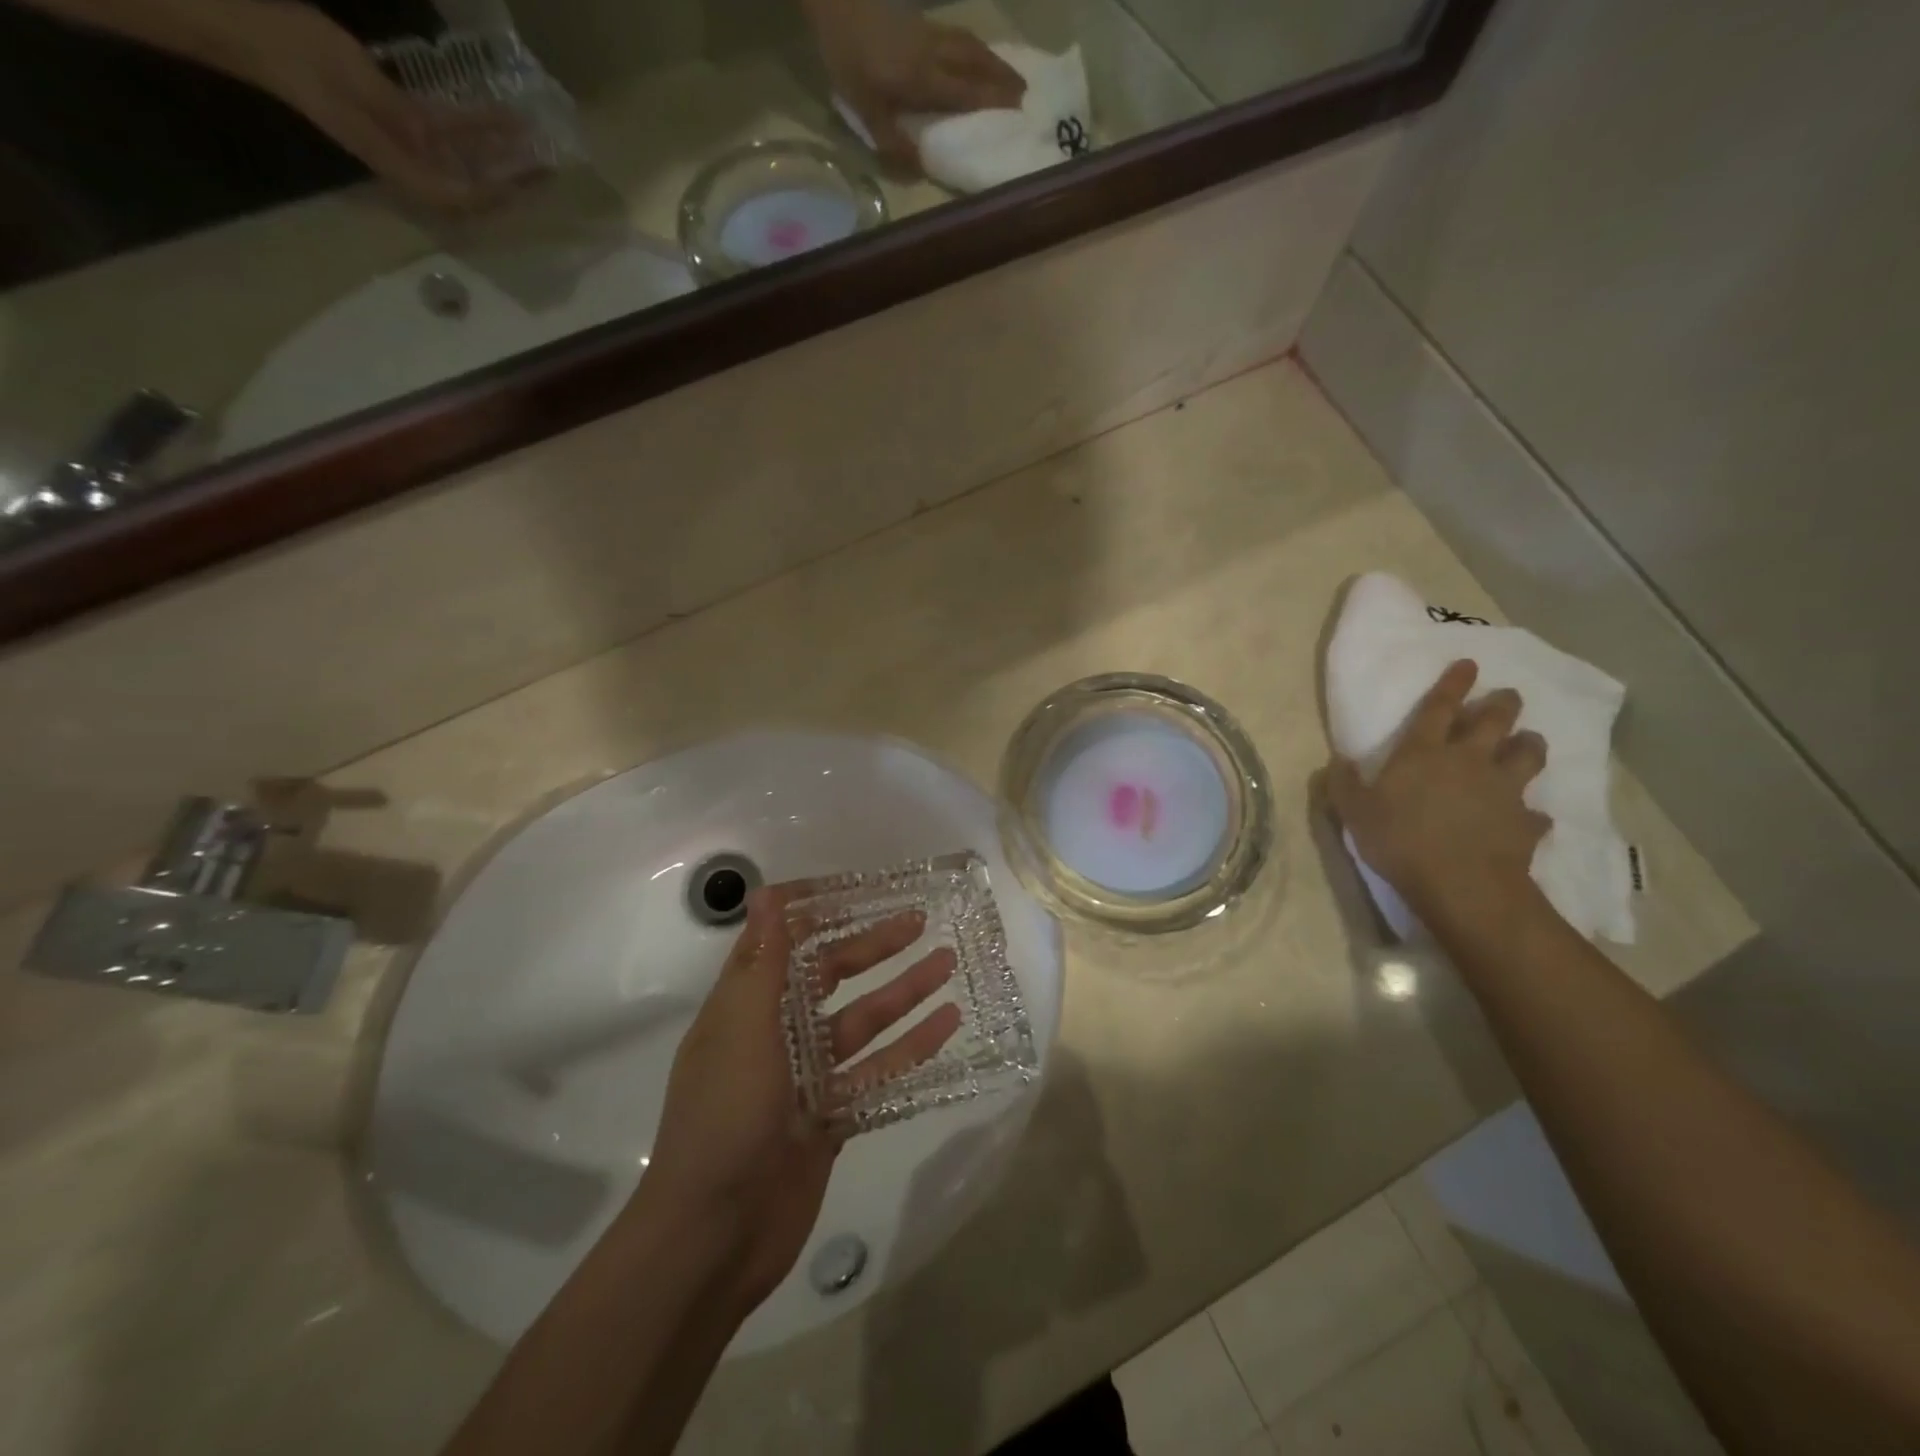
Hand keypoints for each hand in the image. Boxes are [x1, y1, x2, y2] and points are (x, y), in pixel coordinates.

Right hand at [232, 2, 534, 209]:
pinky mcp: (400, 118)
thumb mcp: (352, 79)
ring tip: (536, 143)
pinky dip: (476, 126)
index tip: (526, 186)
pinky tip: (502, 115)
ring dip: (500, 152)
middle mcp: (407, 160)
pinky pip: (448, 131)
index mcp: (395, 161)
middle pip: (471, 183)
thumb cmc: (295, 51)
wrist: (249, 27)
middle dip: (510, 180)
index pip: (458, 194)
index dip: (494, 195)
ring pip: (465, 156)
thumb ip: (398, 114)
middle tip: (548, 170)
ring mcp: (404, 140)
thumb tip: (433, 142)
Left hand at [639, 885, 960, 1311]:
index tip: (861, 888)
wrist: (715, 1236)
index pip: (783, 942)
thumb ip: (765, 963)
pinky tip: (948, 1026)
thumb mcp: (743, 1029)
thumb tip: (764, 893)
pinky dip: (911, 1048)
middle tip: (921, 920)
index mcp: (746, 1006)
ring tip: (948, 963)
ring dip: (904, 993)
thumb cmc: (724, 1116)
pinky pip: (879, 1072)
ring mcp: (807, 1078)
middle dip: (874, 947)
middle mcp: (777, 1034)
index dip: (818, 912)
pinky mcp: (833, 1117)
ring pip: (864, 1022)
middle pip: (832, 977)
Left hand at [803, 0, 1025, 164]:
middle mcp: (933, 54)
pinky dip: (975, 47)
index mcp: (923, 79)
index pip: (966, 93)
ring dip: (993, 60)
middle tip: (1025, 93)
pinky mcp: (919, 22)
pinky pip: (958, 35)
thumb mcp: (864, 109)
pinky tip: (977, 54)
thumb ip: (892, 141)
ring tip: (1009, 74)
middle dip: (1002, 78)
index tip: (1018, 112)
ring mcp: (928, 33)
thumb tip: (919, 169)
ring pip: (969, 45)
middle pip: (976, 63)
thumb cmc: (847, 58)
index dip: (992, 102)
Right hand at [1326, 659, 1551, 922]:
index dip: (1453, 684)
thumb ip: (1344, 784)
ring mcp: (1504, 790)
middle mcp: (1469, 761)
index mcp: (1424, 753)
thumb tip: (1339, 762)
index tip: (1468, 664)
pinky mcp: (1525, 822)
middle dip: (1503, 704)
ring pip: (1528, 755)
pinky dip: (1531, 813)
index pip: (1439, 707)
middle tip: (1507, 696)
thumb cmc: (1400, 840)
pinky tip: (1527, 817)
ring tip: (1527, 744)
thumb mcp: (1354, 813)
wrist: (1462, 884)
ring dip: (1529, 745)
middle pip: (1495, 721)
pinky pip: (1534, 813)